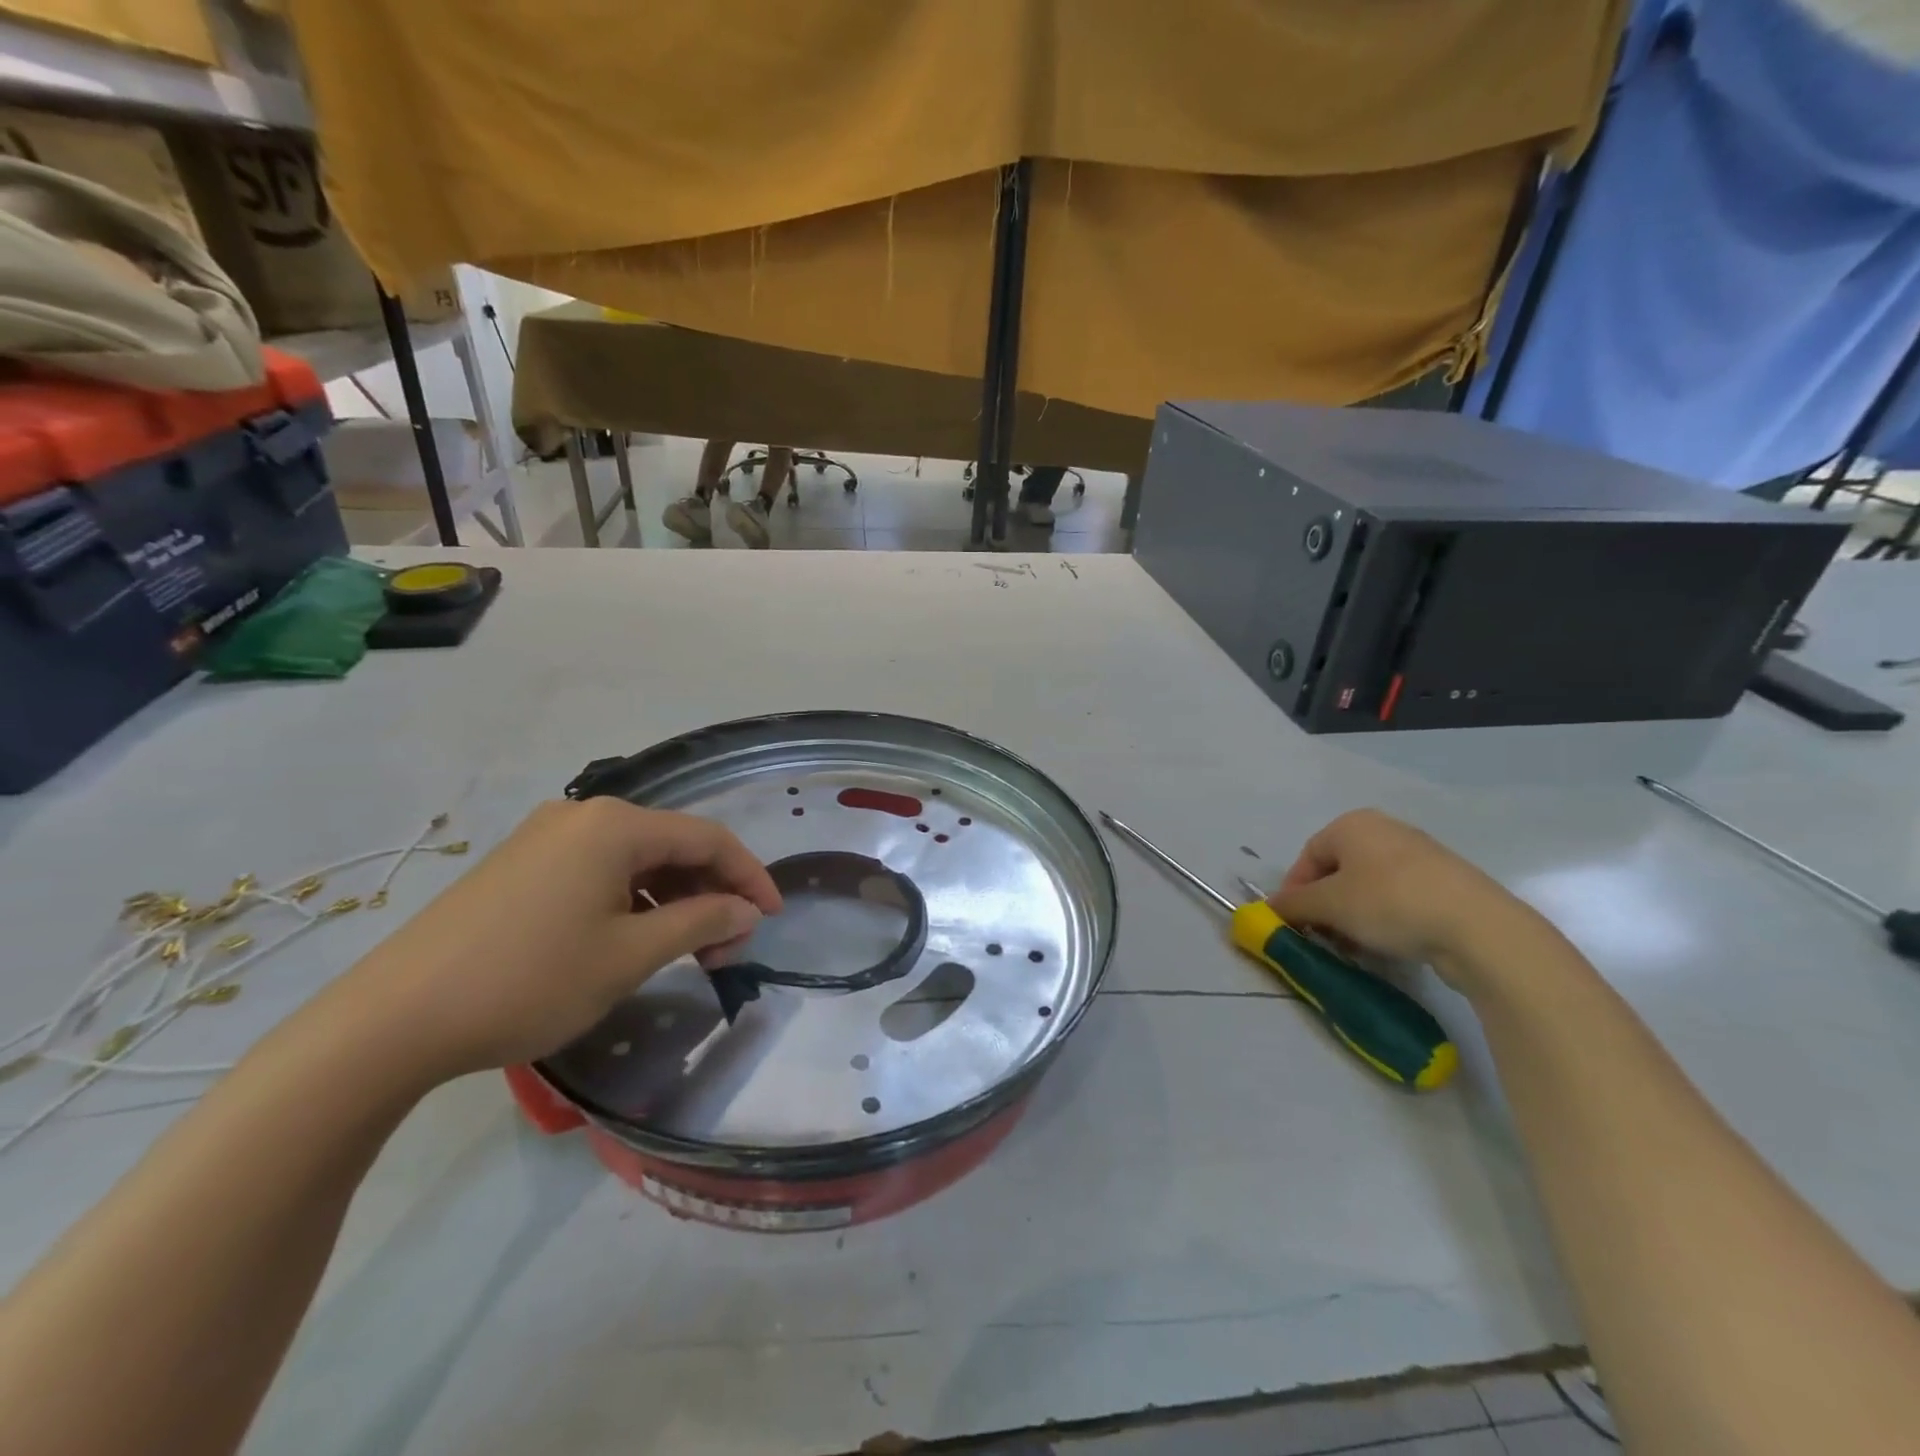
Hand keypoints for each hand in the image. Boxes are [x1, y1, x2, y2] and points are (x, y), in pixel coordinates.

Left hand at [335, 798, 782, 1079]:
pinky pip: (599, 869)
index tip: (772, 919)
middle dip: (711, 893)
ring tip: (685, 949)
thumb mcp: (629, 955)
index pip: (709, 839)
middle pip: (673, 845)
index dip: (750, 877)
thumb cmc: (529, 980)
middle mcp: (584, 816)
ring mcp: (546, 837)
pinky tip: (634, 937)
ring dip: (673, 898)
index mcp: (616, 825)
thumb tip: (748, 912)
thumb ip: (700, 922)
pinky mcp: (520, 864)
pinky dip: (633, 899)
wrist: (393, 1019)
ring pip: (636, 858)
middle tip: (726, 948)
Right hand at [1269, 809, 1548, 996]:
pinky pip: (1400, 898)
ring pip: (1369, 887)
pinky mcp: (1447, 882)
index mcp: (1352, 824)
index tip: (1293, 923)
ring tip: (1356, 947)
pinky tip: (1389, 944)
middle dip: (1325, 906)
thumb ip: (1292, 904)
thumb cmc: (1389, 903)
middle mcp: (1385, 830)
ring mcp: (1420, 854)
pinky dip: (1385, 919)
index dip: (1294, 890)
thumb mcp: (1329, 905)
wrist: (1479, 928)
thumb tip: (1266, 908)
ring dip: (1353, 916)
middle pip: (1338, 871)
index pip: (1307, 856)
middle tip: (1323, 937)